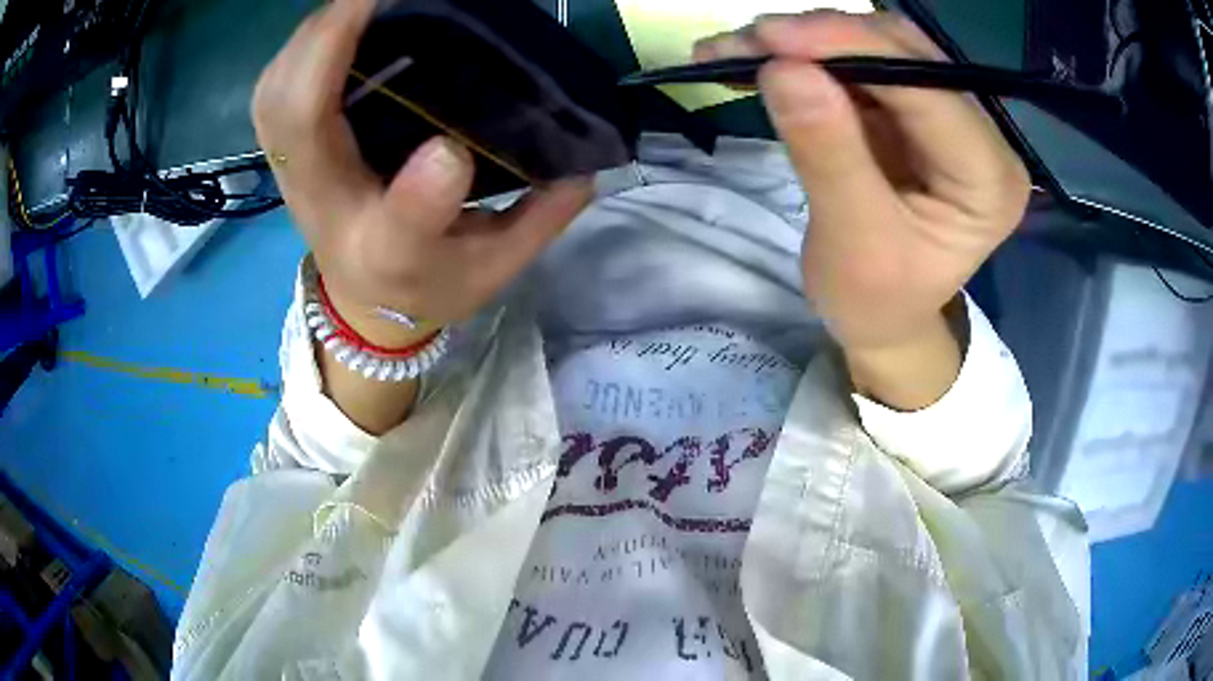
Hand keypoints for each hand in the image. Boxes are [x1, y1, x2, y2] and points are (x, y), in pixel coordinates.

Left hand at [252, 0, 591, 346]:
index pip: (401, 232)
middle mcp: (329, 211)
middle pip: (298, 125)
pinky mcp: (289, 153)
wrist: (363, 305)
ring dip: (313, 37)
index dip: (422, 195)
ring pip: (277, 97)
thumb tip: (583, 162)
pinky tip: (336, 26)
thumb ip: (540, 218)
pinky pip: (275, 92)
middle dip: (330, 46)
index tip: (454, 150)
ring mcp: (297, 177)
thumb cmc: (427, 284)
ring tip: (361, 3)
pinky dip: (300, 48)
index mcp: (391, 255)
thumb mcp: (495, 269)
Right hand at [696, 12, 1029, 350]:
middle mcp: (979, 135)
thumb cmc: (877, 300)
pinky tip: (753, 59)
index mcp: (990, 179)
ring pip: (875, 46)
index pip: (929, 89)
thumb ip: (828, 155)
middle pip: (905, 53)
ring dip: (803, 42)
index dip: (853, 49)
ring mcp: (944, 116)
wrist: (880, 317)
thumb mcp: (853, 243)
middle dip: (822, 39)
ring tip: (735, 51)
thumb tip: (784, 69)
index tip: (772, 39)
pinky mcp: (909, 109)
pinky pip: (855, 64)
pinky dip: (802, 57)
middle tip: (745, 42)